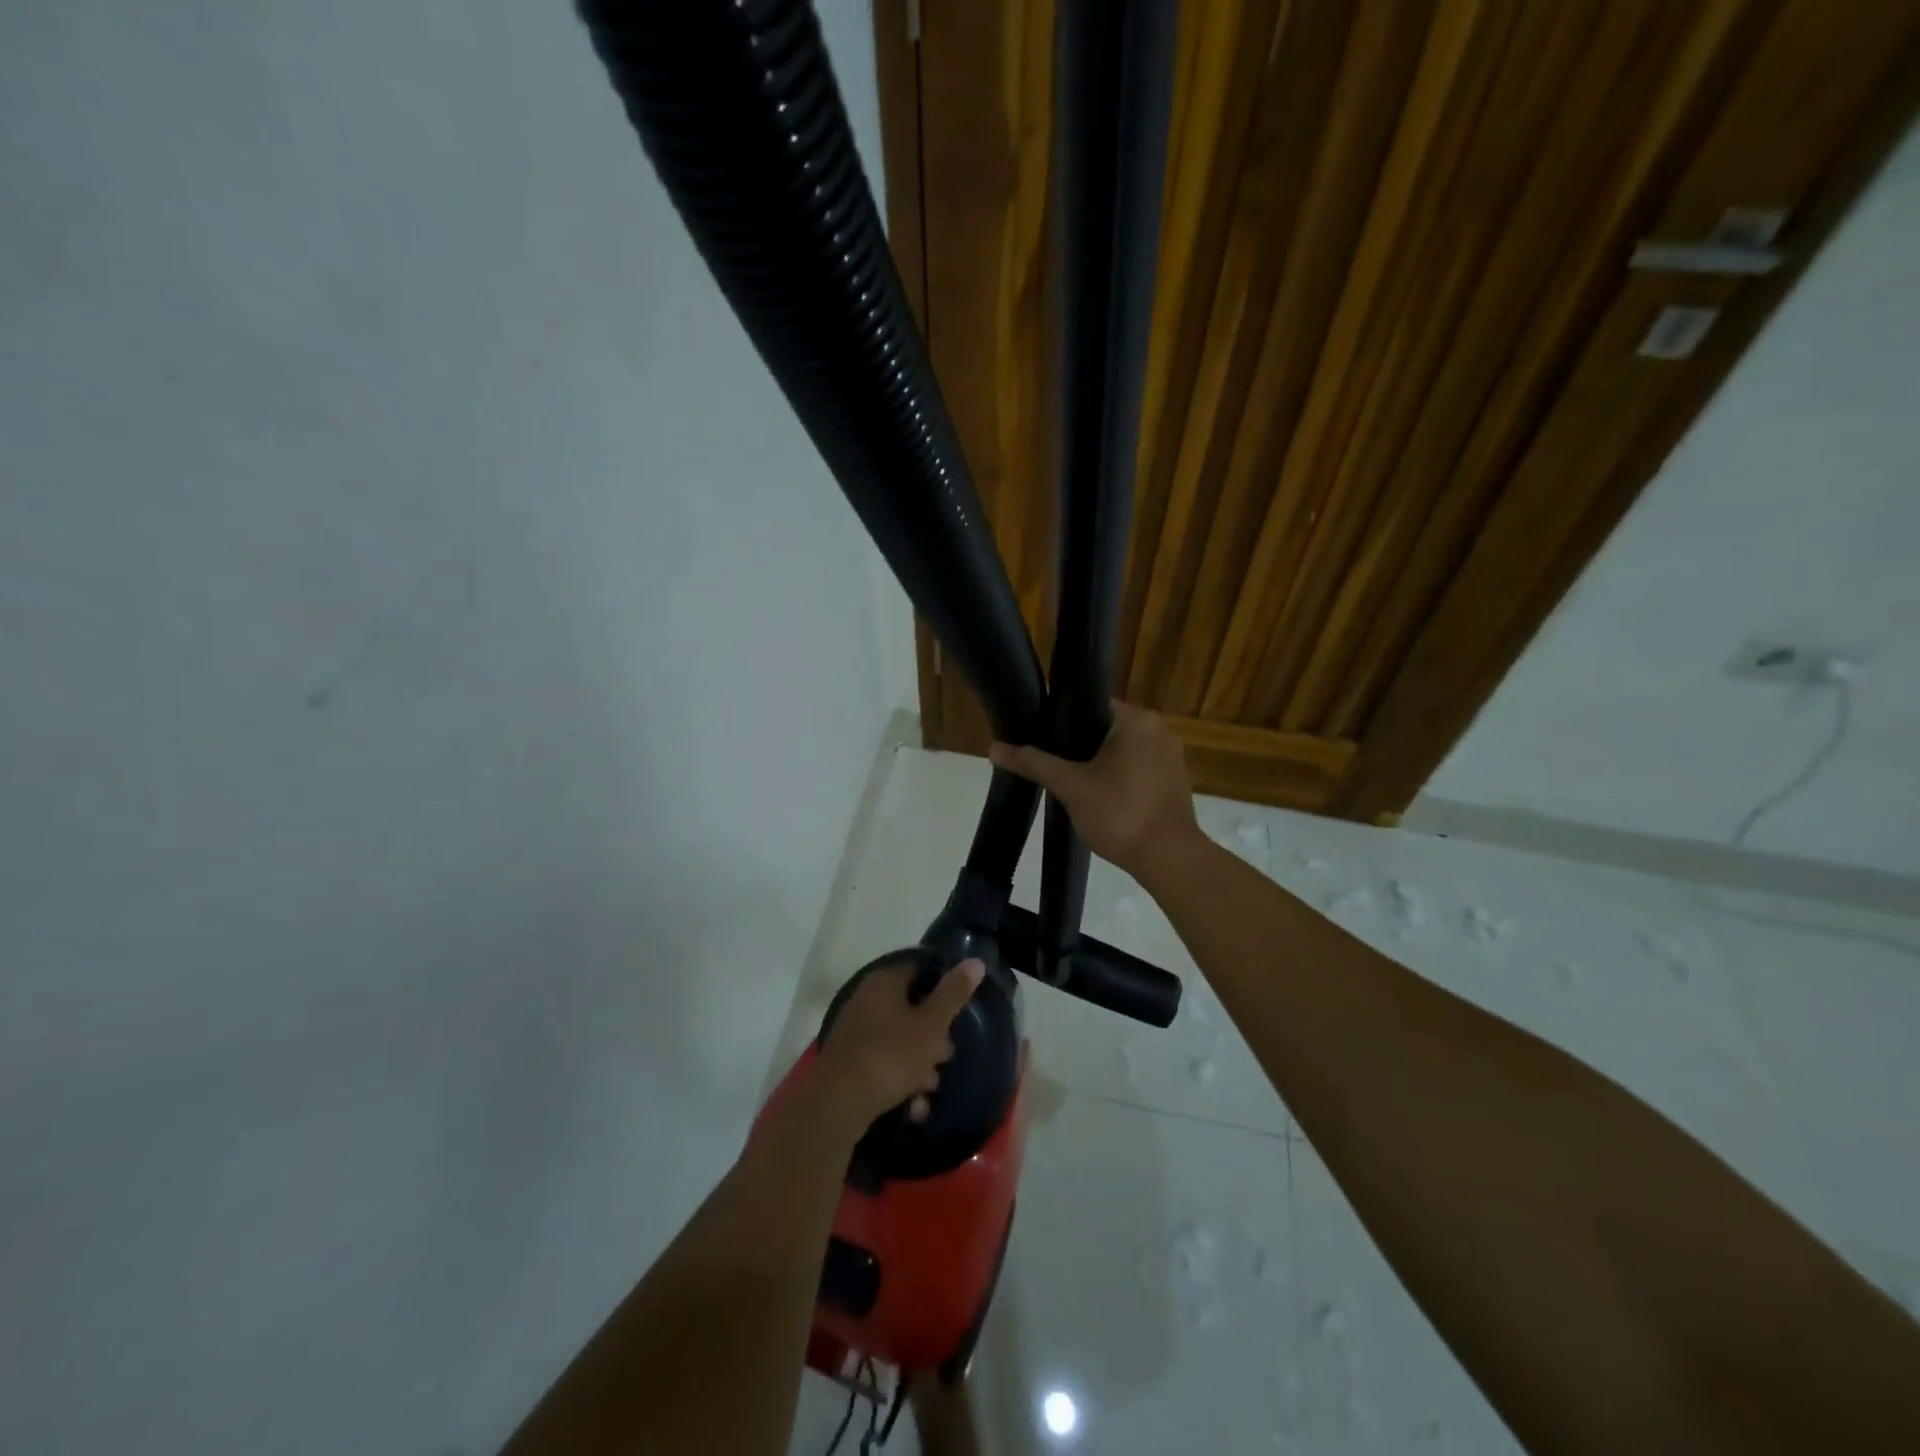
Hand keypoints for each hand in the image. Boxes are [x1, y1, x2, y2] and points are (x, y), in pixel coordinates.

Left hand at [813, 958, 985, 1128]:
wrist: (838, 1103)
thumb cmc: (890, 1055)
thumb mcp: (931, 1025)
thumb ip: (953, 994)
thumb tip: (975, 961)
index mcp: (884, 981)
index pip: (920, 969)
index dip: (943, 985)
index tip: (960, 1008)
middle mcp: (866, 999)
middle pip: (911, 1009)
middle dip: (933, 1037)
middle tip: (945, 1057)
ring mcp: (856, 1031)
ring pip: (899, 1040)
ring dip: (919, 1065)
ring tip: (929, 1089)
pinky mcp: (850, 1061)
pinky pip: (884, 1063)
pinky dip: (900, 1080)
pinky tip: (914, 1106)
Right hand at [989, 700, 1200, 880]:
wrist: (1168, 859)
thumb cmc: (1120, 813)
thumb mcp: (1071, 786)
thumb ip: (1034, 763)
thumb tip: (994, 747)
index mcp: (1136, 719)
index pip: (1091, 704)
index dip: (1062, 719)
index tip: (1041, 736)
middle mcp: (1159, 729)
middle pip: (1106, 727)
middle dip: (1079, 744)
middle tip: (1050, 762)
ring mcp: (1171, 756)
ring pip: (1123, 749)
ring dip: (1099, 762)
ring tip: (1070, 780)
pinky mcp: (1175, 780)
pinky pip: (1138, 768)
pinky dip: (1119, 777)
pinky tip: (1100, 796)